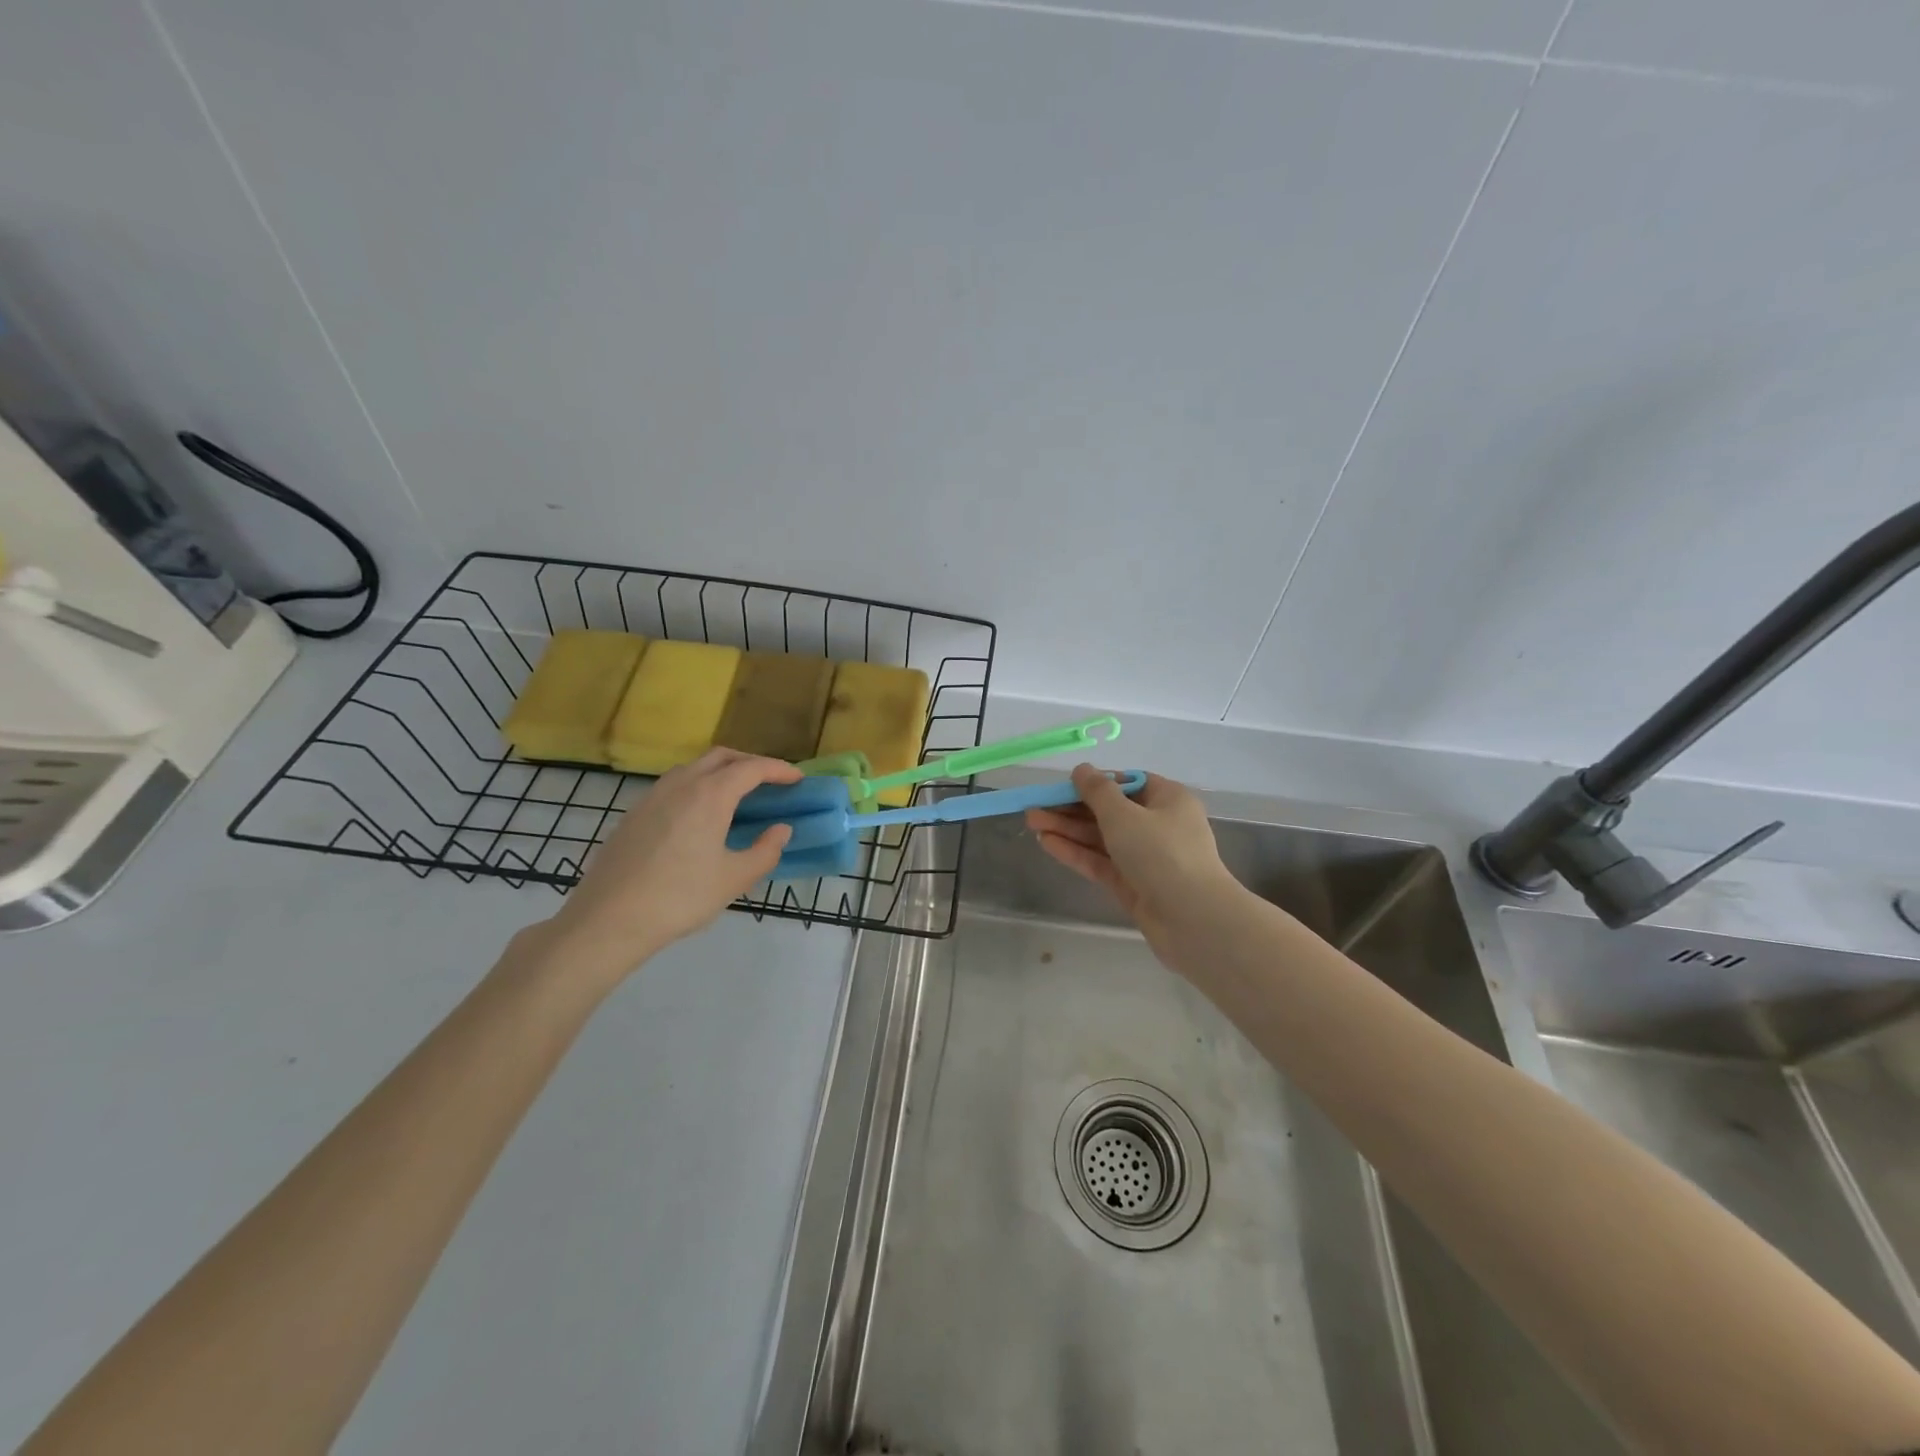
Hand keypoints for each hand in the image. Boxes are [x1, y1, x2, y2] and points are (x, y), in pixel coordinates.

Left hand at [538, 748, 800, 981]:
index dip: (779, 770)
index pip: (752, 768)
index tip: (798, 779)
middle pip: (721, 757)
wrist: (608, 919)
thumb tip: (781, 830)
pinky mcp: (634, 813)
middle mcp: (681, 784)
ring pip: (694, 768)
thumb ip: (765, 850)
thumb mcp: (734, 879)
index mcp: (710, 795)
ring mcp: (652, 796)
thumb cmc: (680, 898)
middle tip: (770, 782)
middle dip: (750, 763)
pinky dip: (697, 786)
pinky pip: (674, 785)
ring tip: (737, 796)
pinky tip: (700, 816)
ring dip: (721, 772)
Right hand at [1025, 766, 1237, 947]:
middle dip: (1072, 808)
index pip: (1127, 783)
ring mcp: (1147, 858)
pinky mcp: (1134, 885)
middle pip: (1110, 811)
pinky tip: (1047, 843)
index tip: (1064, 786)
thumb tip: (1082, 770)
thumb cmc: (1161, 853)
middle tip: (1035, 807)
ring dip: (1068, 830)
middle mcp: (1159, 825)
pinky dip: (1076, 852)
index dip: (1095, 783)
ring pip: (1102, 838)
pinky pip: (1101, 862)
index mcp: (1168, 799)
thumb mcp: (1124, 815)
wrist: (1193, 919)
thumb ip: (1097, 791)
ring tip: (1031, 823)